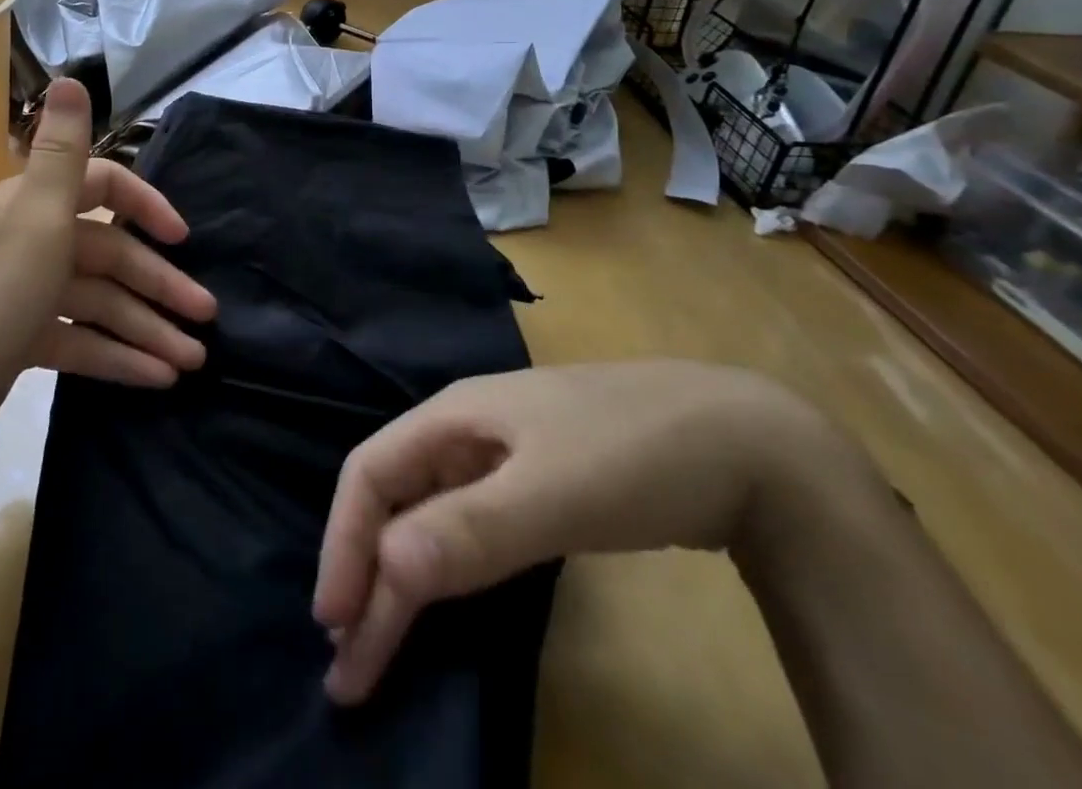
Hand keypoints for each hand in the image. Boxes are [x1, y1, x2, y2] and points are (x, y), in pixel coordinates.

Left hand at [0, 78, 215, 453]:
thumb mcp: (35, 219)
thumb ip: (61, 153)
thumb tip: (70, 78)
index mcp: (34, 205)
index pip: (104, 187)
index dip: (146, 206)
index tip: (183, 238)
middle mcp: (32, 240)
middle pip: (109, 256)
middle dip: (160, 285)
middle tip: (207, 317)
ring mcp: (26, 293)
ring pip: (100, 304)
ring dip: (146, 328)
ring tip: (192, 361)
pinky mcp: (21, 340)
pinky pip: (79, 341)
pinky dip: (116, 356)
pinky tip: (155, 378)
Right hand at [314, 361, 858, 703]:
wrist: (745, 441)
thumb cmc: (634, 452)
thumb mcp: (554, 491)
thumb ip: (472, 528)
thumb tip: (388, 568)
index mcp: (452, 416)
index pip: (371, 472)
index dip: (345, 543)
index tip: (336, 627)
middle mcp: (465, 432)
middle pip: (396, 497)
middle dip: (367, 572)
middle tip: (351, 665)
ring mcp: (503, 457)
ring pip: (429, 513)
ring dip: (401, 574)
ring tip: (382, 638)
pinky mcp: (539, 486)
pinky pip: (469, 526)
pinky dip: (445, 567)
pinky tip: (445, 595)